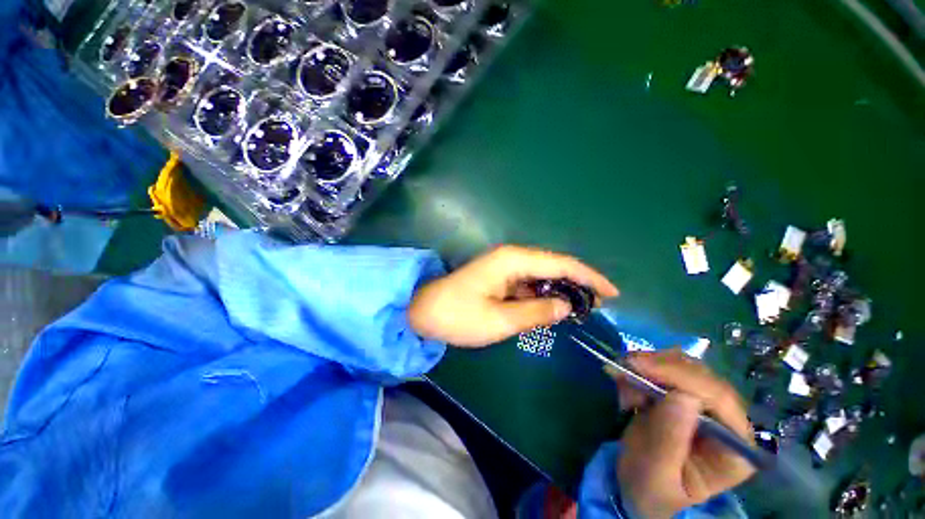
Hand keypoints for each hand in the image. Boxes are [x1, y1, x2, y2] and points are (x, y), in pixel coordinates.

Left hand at [408, 245, 617, 347]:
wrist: (423, 311)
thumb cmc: (458, 315)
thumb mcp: (500, 320)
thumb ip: (536, 312)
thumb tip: (566, 307)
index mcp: (513, 260)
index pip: (560, 264)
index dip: (589, 277)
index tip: (612, 294)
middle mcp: (511, 257)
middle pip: (553, 266)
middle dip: (576, 284)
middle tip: (596, 307)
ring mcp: (504, 267)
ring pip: (541, 275)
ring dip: (559, 291)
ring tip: (578, 311)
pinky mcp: (498, 277)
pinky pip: (527, 284)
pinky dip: (541, 295)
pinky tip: (550, 309)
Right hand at [607, 350, 754, 518]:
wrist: (636, 488)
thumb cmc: (649, 491)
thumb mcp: (654, 476)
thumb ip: (669, 439)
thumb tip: (682, 395)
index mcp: (735, 449)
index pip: (719, 399)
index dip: (680, 376)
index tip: (638, 366)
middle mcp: (728, 422)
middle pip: (702, 376)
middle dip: (659, 368)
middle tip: (623, 368)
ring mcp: (706, 406)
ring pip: (683, 365)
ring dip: (647, 366)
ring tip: (622, 381)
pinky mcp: (683, 395)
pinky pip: (664, 367)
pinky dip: (641, 369)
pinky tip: (626, 382)